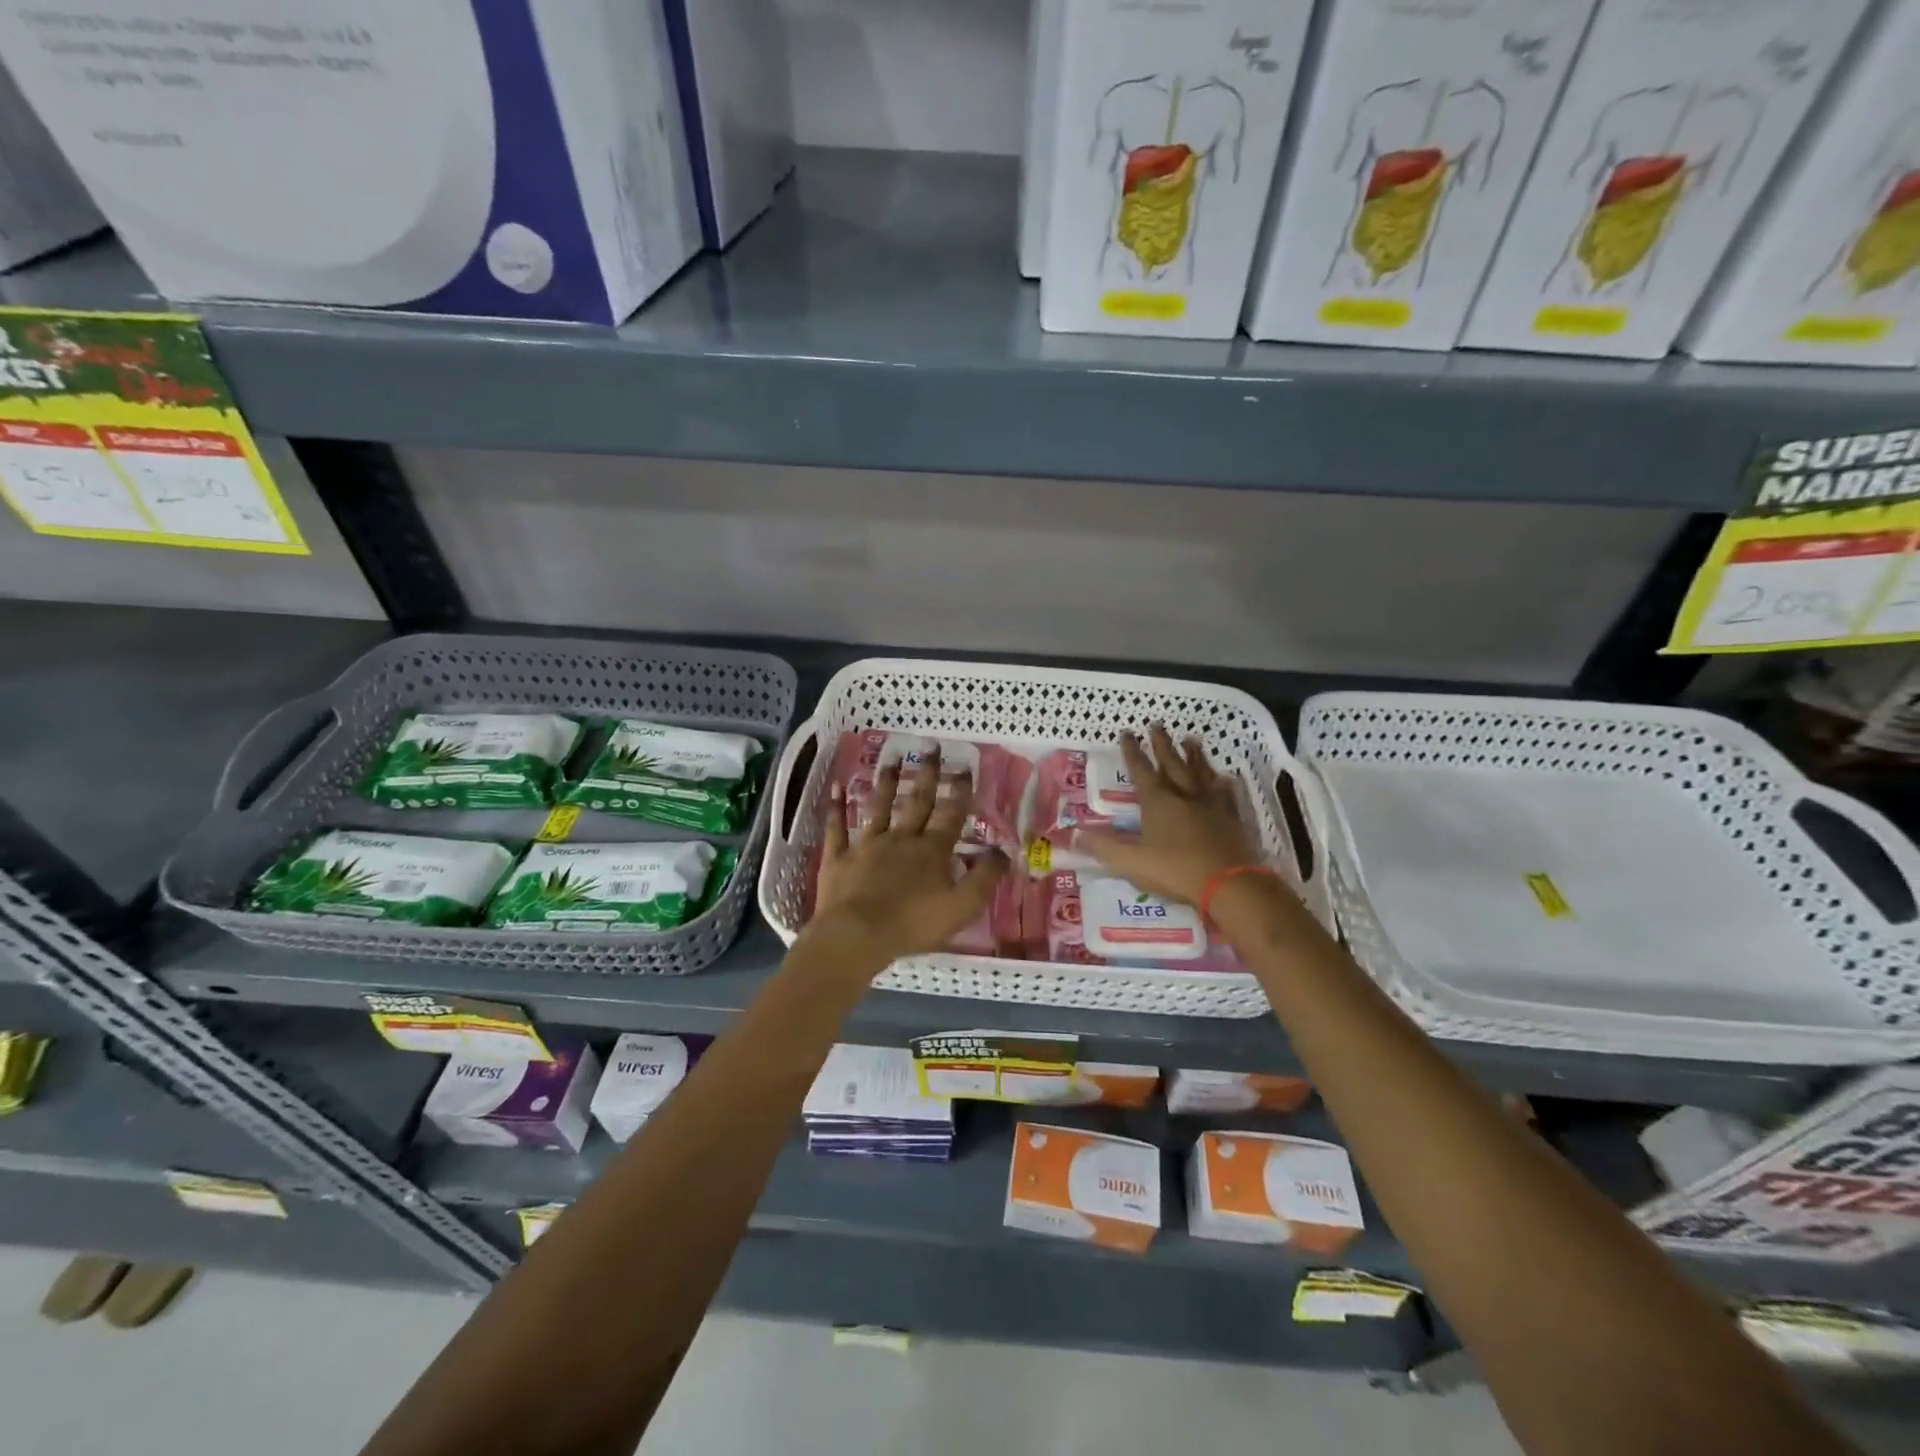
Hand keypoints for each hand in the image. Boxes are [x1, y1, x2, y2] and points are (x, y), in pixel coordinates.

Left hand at [810, 749, 1008, 964]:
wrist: (857, 935)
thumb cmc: (913, 924)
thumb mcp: (962, 906)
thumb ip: (985, 877)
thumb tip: (1003, 851)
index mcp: (931, 850)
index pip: (950, 814)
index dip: (959, 791)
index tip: (965, 767)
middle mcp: (900, 839)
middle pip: (916, 802)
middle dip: (927, 775)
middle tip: (931, 748)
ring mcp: (866, 845)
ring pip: (878, 807)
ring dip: (886, 783)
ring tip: (892, 760)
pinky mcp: (838, 858)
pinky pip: (836, 828)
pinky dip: (836, 807)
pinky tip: (836, 787)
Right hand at [1081, 725, 1261, 903]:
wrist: (1228, 883)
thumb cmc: (1176, 871)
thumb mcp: (1132, 863)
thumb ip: (1105, 848)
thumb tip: (1077, 835)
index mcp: (1158, 803)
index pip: (1141, 771)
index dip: (1132, 752)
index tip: (1127, 733)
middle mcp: (1184, 796)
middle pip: (1172, 764)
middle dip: (1162, 744)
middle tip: (1157, 724)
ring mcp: (1210, 804)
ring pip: (1201, 772)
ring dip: (1194, 755)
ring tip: (1190, 739)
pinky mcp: (1231, 818)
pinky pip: (1226, 794)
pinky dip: (1224, 784)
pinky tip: (1226, 777)